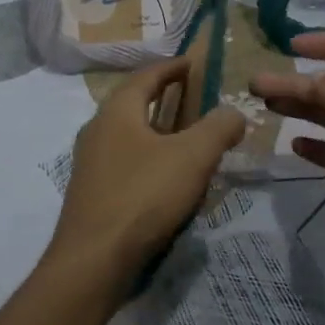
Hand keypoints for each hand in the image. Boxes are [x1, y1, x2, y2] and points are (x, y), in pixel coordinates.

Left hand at [51, 57, 246, 288]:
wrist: (93, 261)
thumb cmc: (143, 196)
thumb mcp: (192, 157)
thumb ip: (218, 128)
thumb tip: (234, 112)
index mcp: (117, 111)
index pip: (146, 76)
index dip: (172, 67)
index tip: (193, 63)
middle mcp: (97, 130)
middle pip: (134, 103)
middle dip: (164, 98)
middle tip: (194, 99)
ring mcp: (90, 164)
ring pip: (129, 136)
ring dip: (157, 132)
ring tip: (187, 141)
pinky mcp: (92, 194)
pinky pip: (125, 164)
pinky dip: (149, 160)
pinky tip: (167, 181)